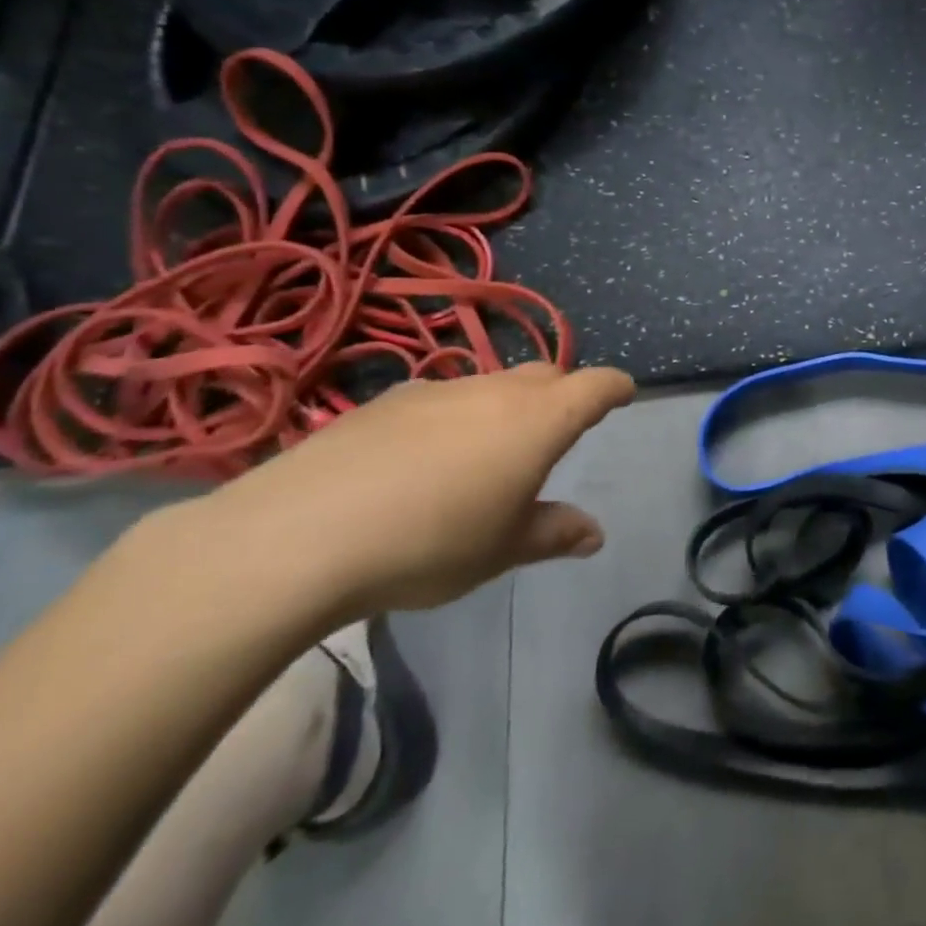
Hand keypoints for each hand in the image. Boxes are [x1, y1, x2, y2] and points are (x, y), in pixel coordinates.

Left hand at [201, 363, 635, 618]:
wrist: (301, 534)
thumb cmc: (430, 543)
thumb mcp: (502, 549)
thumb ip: (553, 533)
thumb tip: (594, 534)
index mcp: (538, 420)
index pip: (595, 385)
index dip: (615, 387)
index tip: (624, 394)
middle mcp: (495, 390)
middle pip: (546, 376)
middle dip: (563, 393)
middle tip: (560, 428)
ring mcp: (438, 390)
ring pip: (492, 384)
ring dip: (506, 406)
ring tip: (489, 450)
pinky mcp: (387, 400)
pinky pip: (442, 398)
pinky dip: (455, 416)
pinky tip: (424, 459)